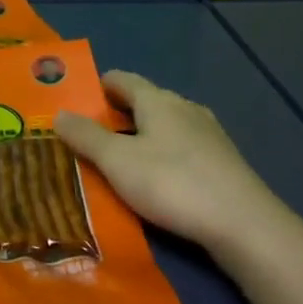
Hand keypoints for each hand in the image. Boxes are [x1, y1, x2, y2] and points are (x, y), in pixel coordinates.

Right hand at [56, 71, 281, 255]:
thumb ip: (86, 137)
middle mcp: (183, 107)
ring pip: (165, 125)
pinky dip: (163, 154)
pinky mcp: (222, 161)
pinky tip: (157, 179)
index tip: (77, 101)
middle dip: (117, 114)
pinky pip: (182, 147)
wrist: (244, 224)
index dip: (98, 86)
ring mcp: (208, 133)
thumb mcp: (117, 162)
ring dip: (141, 136)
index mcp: (157, 99)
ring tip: (119, 160)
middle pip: (144, 101)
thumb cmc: (172, 183)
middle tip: (89, 135)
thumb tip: (58, 113)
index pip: (121, 79)